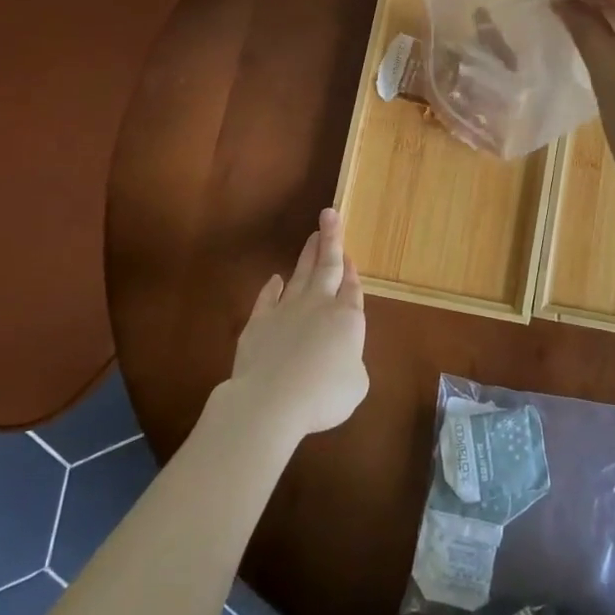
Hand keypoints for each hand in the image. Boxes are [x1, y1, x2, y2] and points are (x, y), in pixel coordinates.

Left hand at [225, 208, 367, 445]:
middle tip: (330, 214)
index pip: (352, 287)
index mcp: (347, 318)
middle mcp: (319, 305)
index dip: (351, 271)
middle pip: (327, 266)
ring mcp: (286, 310)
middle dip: (331, 240)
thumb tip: (340, 358)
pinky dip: (272, 287)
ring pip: (300, 275)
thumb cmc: (324, 395)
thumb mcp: (356, 384)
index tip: (349, 254)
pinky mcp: (259, 322)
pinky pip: (268, 298)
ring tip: (312, 236)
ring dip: (307, 255)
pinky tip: (275, 279)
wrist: (272, 400)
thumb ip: (351, 363)